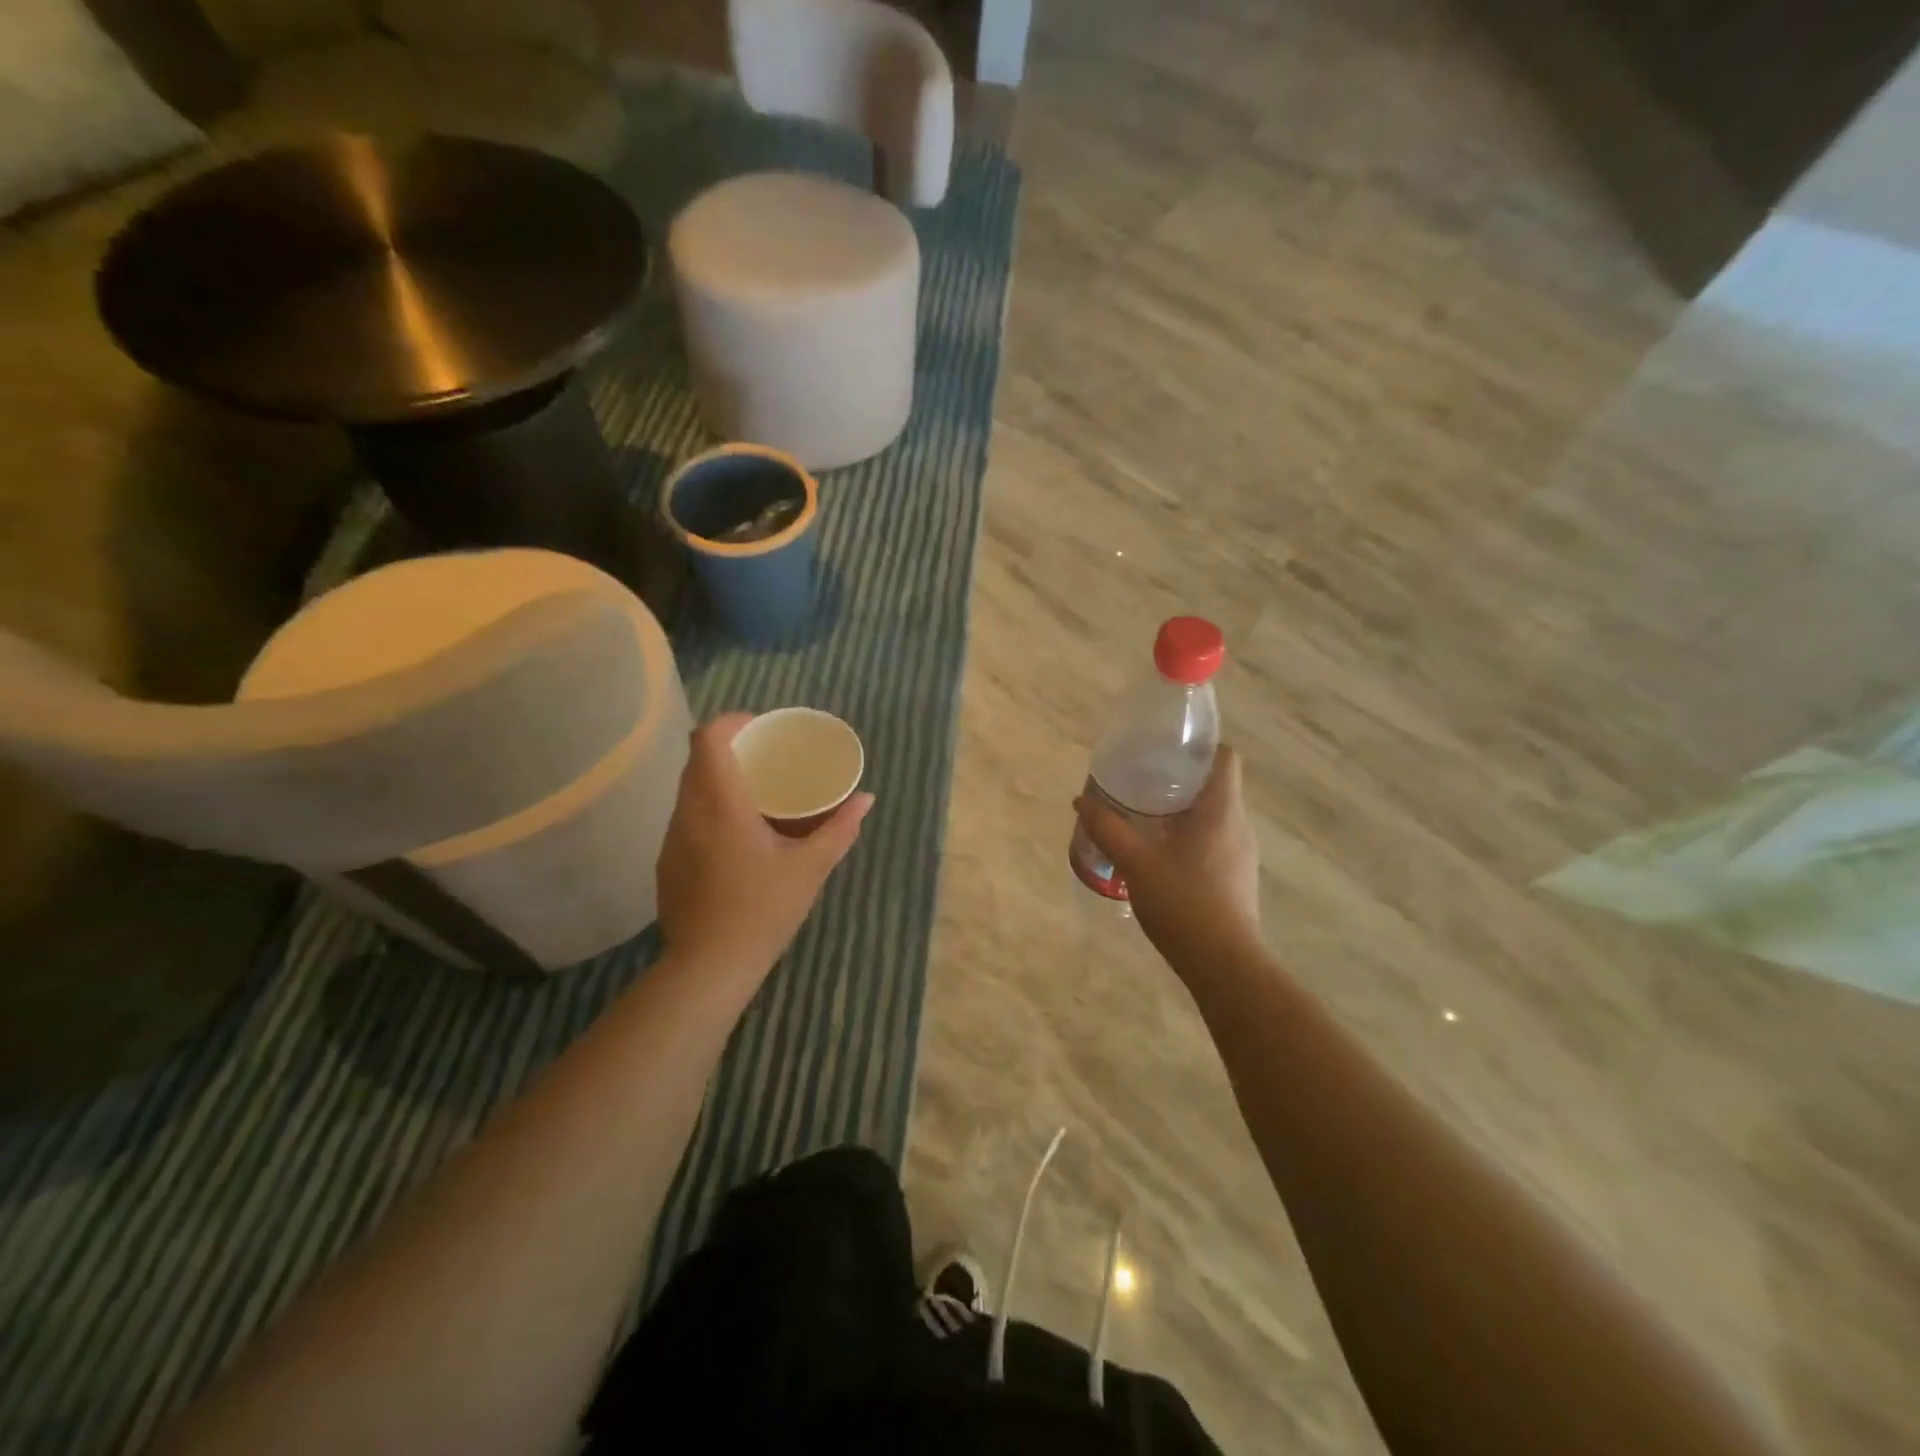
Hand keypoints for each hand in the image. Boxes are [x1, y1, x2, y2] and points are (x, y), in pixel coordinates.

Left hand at [657, 713, 873, 984]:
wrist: (709, 967)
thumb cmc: (763, 910)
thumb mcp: (810, 867)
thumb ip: (840, 829)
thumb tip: (866, 799)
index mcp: (721, 804)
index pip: (708, 738)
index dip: (732, 722)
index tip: (760, 727)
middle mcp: (688, 812)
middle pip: (697, 760)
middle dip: (729, 749)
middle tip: (765, 758)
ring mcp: (672, 839)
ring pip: (689, 791)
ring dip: (717, 782)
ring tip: (753, 795)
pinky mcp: (666, 863)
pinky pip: (686, 820)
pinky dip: (708, 812)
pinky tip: (734, 838)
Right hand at [1075, 745, 1260, 965]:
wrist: (1224, 964)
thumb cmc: (1183, 902)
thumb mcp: (1135, 862)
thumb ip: (1107, 828)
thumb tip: (1081, 801)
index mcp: (1221, 810)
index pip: (1226, 757)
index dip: (1201, 747)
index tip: (1167, 749)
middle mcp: (1238, 825)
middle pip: (1216, 785)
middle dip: (1181, 779)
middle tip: (1143, 781)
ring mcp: (1241, 854)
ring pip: (1214, 815)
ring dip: (1184, 810)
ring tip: (1145, 816)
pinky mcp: (1237, 878)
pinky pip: (1214, 841)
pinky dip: (1190, 837)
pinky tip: (1161, 855)